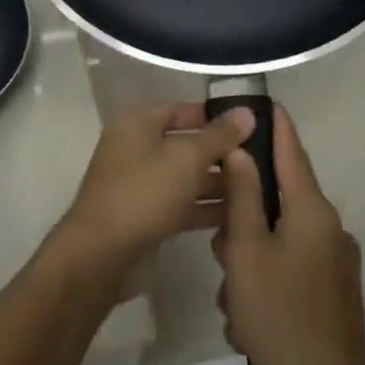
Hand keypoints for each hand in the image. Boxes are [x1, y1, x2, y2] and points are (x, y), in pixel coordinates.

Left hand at [54, 102, 253, 275]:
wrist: (102, 254)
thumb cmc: (143, 193)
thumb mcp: (186, 158)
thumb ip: (218, 136)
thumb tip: (246, 112)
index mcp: (137, 124)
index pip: (179, 109)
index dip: (212, 115)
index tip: (249, 124)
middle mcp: (134, 149)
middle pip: (183, 144)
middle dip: (220, 153)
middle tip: (262, 160)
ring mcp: (138, 185)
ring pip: (184, 177)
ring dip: (217, 183)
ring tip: (259, 189)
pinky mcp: (144, 217)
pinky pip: (179, 204)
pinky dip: (204, 208)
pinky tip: (238, 215)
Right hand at [213, 106, 364, 364]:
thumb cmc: (278, 313)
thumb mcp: (246, 251)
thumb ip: (241, 197)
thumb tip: (241, 152)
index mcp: (313, 213)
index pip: (292, 154)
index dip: (276, 127)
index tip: (265, 102)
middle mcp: (330, 231)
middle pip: (279, 202)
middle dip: (243, 219)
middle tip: (219, 249)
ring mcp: (335, 264)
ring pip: (279, 241)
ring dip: (249, 259)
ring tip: (233, 298)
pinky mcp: (333, 293)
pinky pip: (291, 270)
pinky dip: (265, 283)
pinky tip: (249, 319)